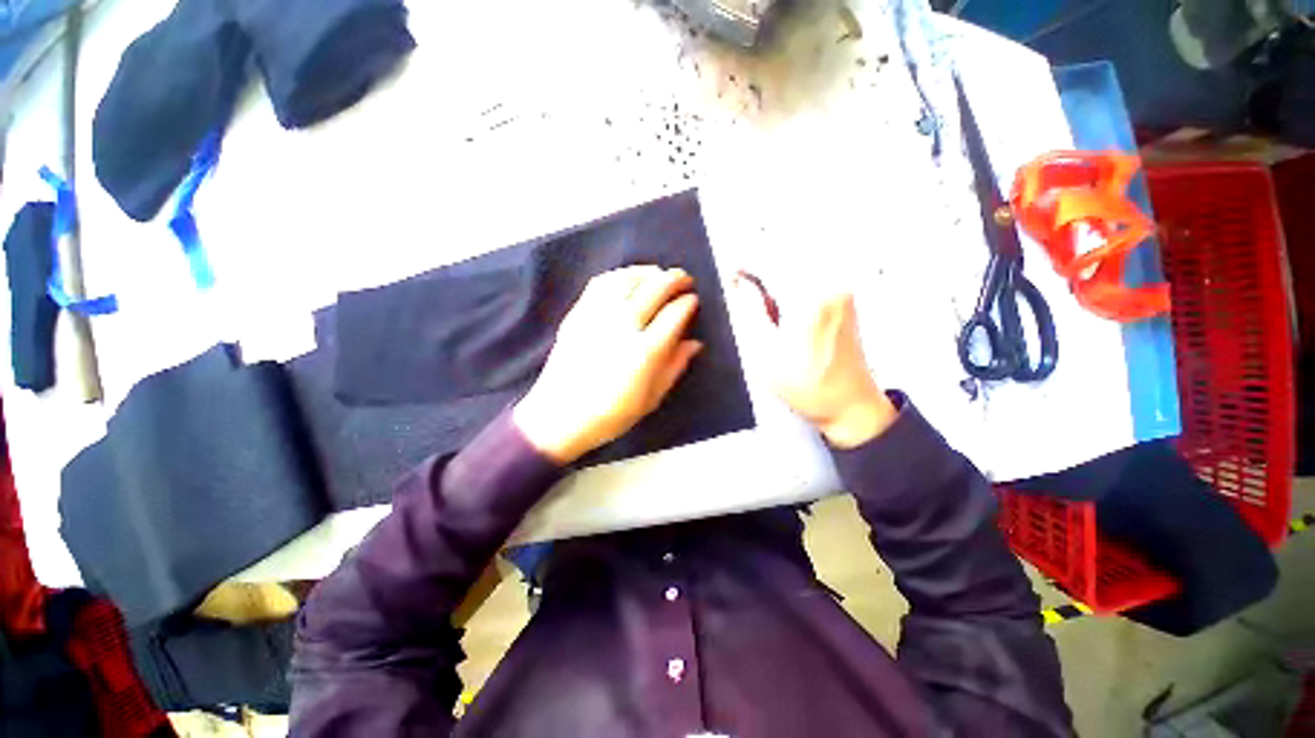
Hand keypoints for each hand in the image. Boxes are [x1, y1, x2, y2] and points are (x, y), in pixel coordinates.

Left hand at [513, 266, 702, 463]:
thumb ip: (675, 367)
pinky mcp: (579, 313)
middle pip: (654, 289)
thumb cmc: (611, 414)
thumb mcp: (652, 398)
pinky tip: (628, 278)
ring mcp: (598, 316)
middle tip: (684, 279)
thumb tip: (695, 343)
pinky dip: (620, 274)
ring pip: (628, 280)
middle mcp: (623, 326)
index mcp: (645, 351)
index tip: (693, 300)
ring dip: (649, 272)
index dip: (688, 303)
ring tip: (660, 274)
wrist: (559, 416)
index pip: (674, 314)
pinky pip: (602, 283)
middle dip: (674, 279)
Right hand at [733, 275, 896, 447]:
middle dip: (762, 266)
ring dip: (777, 273)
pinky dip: (792, 280)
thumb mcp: (764, 355)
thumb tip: (740, 283)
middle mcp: (831, 285)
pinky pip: (813, 273)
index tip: (731, 275)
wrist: (850, 403)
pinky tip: (783, 303)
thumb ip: (749, 313)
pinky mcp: (846, 296)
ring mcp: (842, 289)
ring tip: (762, 298)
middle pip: (787, 256)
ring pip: (800, 263)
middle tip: (744, 287)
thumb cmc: (805, 386)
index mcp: (809, 300)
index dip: (746, 263)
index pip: (771, 262)